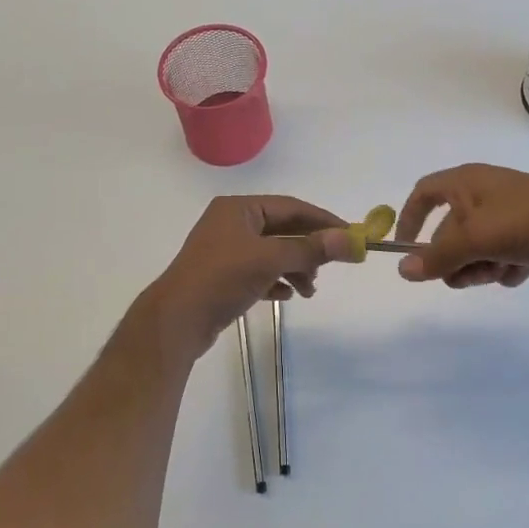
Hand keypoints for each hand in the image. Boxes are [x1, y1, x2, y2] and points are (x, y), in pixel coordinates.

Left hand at [146, 197, 350, 361]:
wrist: (177, 320)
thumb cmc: (222, 278)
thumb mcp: (270, 259)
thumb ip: (311, 249)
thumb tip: (351, 240)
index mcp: (239, 208)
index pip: (291, 207)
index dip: (323, 221)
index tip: (351, 235)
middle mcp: (231, 223)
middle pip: (283, 230)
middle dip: (308, 249)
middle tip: (331, 267)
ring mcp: (226, 250)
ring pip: (272, 253)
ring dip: (295, 268)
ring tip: (309, 290)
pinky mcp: (223, 276)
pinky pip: (259, 272)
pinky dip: (276, 281)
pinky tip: (287, 296)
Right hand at [394, 164, 528, 288]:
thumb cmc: (525, 222)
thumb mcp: (474, 240)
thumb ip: (436, 257)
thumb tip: (401, 270)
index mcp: (466, 182)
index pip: (423, 193)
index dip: (409, 219)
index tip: (405, 250)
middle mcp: (485, 192)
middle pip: (451, 229)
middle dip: (454, 258)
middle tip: (464, 278)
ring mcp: (511, 210)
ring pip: (478, 245)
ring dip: (480, 266)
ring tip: (498, 273)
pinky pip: (505, 251)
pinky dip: (507, 265)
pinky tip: (520, 271)